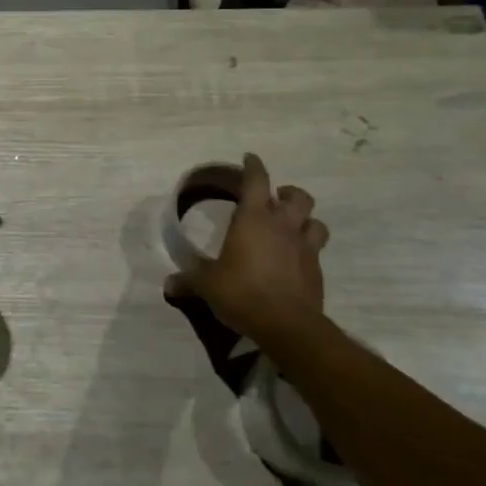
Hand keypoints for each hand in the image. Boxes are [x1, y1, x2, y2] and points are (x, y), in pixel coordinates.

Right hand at [164, 152, 329, 350]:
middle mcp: (282, 227)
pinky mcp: (317, 272)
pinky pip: (316, 252)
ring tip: (293, 227)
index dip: (253, 167)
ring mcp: (304, 249)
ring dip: (305, 221)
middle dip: (288, 193)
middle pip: (298, 197)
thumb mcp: (207, 286)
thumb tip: (168, 284)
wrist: (287, 326)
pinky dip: (307, 251)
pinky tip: (295, 262)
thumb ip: (189, 280)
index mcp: (253, 220)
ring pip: (316, 223)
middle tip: (276, 199)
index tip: (250, 158)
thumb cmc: (242, 293)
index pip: (256, 181)